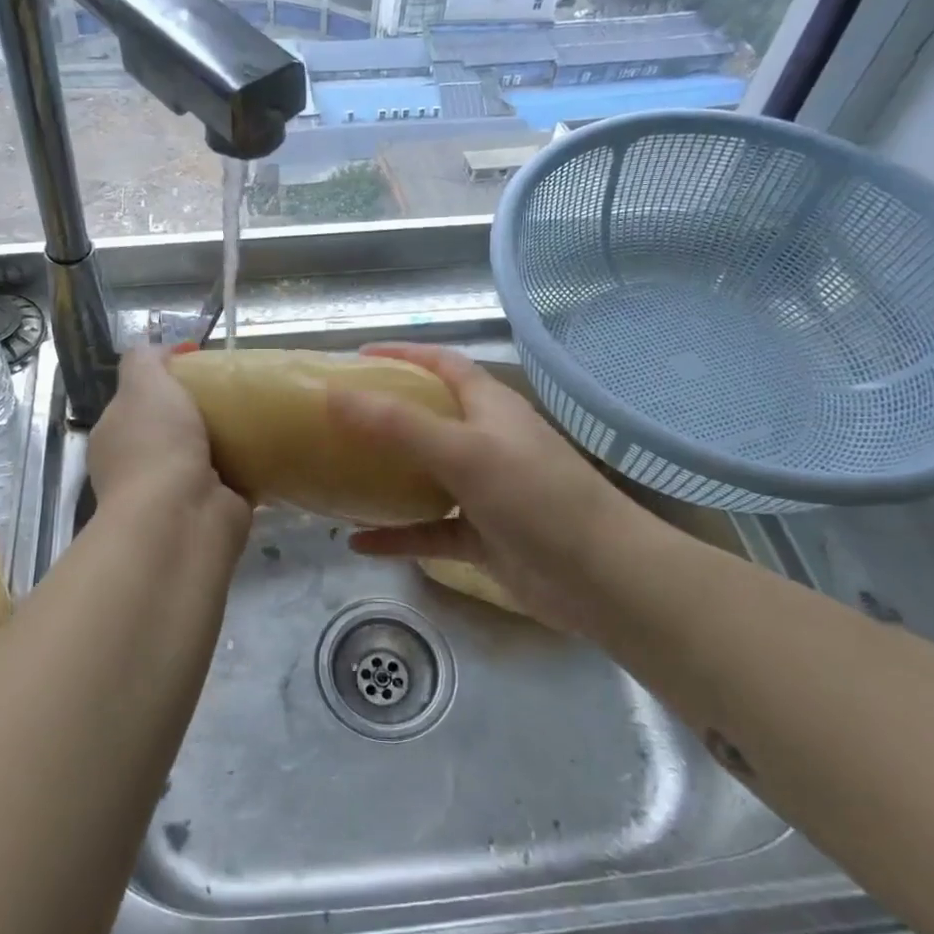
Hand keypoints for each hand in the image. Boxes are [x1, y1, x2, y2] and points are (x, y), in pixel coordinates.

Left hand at [88, 346, 250, 539]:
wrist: (182, 517)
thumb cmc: (155, 445)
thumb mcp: (142, 384)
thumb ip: (145, 360)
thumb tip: (164, 349)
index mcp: (117, 436)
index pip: (139, 399)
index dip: (166, 378)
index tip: (200, 360)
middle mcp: (144, 465)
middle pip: (178, 425)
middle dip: (203, 407)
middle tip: (237, 384)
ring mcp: (180, 490)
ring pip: (209, 452)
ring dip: (231, 436)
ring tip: (261, 408)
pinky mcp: (219, 507)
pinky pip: (239, 477)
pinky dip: (255, 463)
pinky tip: (275, 442)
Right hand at [326, 344, 657, 634]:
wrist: (600, 578)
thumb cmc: (535, 496)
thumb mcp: (463, 451)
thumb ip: (397, 425)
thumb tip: (333, 396)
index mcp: (490, 407)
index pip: (443, 364)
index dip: (403, 355)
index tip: (356, 358)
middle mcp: (486, 443)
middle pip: (429, 418)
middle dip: (385, 415)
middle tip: (336, 419)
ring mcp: (485, 493)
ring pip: (426, 477)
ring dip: (387, 476)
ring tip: (340, 474)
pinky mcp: (482, 537)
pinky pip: (429, 531)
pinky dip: (397, 535)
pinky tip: (357, 543)